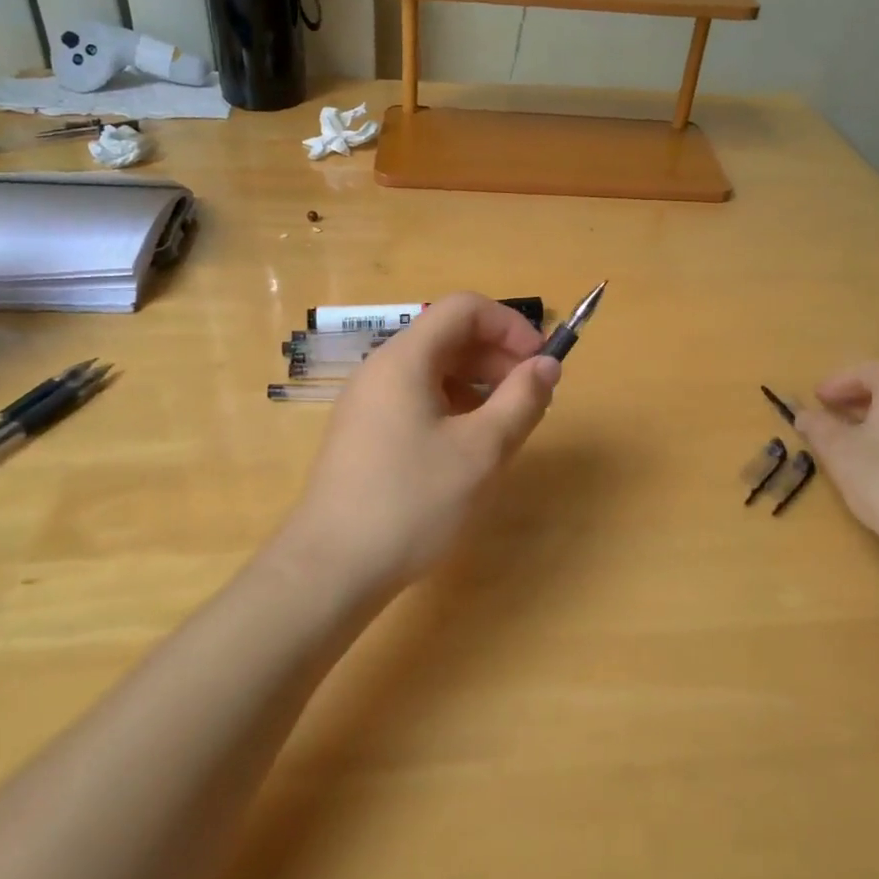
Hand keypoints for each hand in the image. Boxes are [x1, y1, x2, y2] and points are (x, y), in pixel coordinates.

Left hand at [286, 293, 561, 591]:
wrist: (331, 569)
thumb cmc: (411, 503)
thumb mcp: (481, 452)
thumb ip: (521, 401)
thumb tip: (547, 366)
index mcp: (405, 359)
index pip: (465, 309)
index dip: (511, 326)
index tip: (541, 363)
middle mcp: (382, 369)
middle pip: (449, 337)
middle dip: (498, 358)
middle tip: (532, 399)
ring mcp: (369, 402)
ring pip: (435, 371)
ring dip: (479, 386)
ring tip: (506, 428)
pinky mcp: (365, 434)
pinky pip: (417, 400)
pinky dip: (453, 409)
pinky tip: (469, 449)